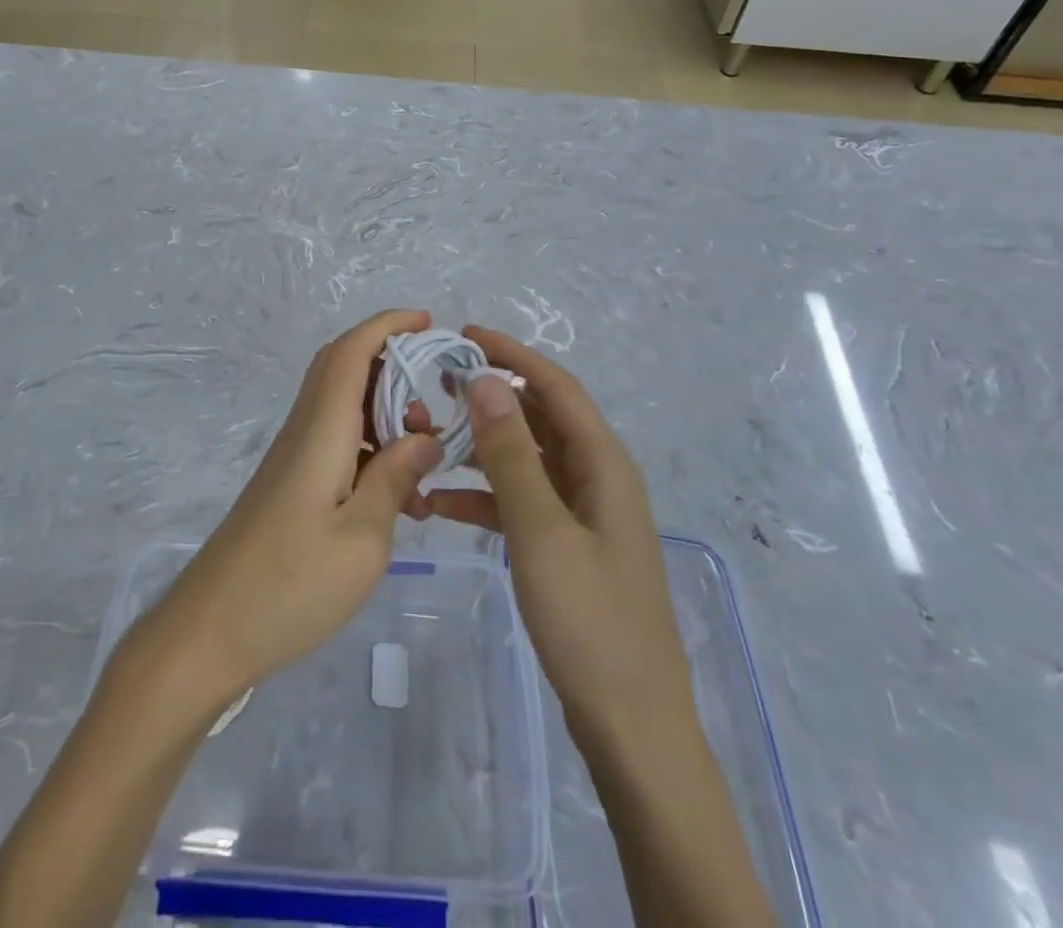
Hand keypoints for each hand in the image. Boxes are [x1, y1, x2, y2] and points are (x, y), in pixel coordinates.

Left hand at [135, 309, 443, 710]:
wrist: (210, 633)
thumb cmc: (290, 586)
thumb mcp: (362, 539)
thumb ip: (395, 478)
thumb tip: (425, 437)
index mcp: (321, 431)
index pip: (351, 352)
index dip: (387, 325)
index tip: (427, 321)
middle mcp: (304, 432)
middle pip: (344, 370)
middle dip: (393, 367)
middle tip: (436, 401)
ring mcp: (294, 459)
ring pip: (344, 409)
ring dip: (387, 417)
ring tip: (426, 459)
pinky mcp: (291, 485)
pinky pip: (338, 444)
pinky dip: (372, 452)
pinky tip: (399, 499)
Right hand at [429, 327, 694, 741]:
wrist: (631, 725)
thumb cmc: (590, 621)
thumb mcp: (541, 530)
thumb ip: (510, 454)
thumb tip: (484, 380)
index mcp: (603, 464)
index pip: (556, 387)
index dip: (513, 355)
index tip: (464, 335)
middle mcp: (597, 478)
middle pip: (542, 419)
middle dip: (492, 398)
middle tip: (438, 387)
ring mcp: (584, 514)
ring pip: (528, 460)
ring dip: (484, 448)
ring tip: (431, 439)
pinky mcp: (569, 546)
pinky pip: (524, 502)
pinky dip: (486, 495)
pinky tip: (442, 503)